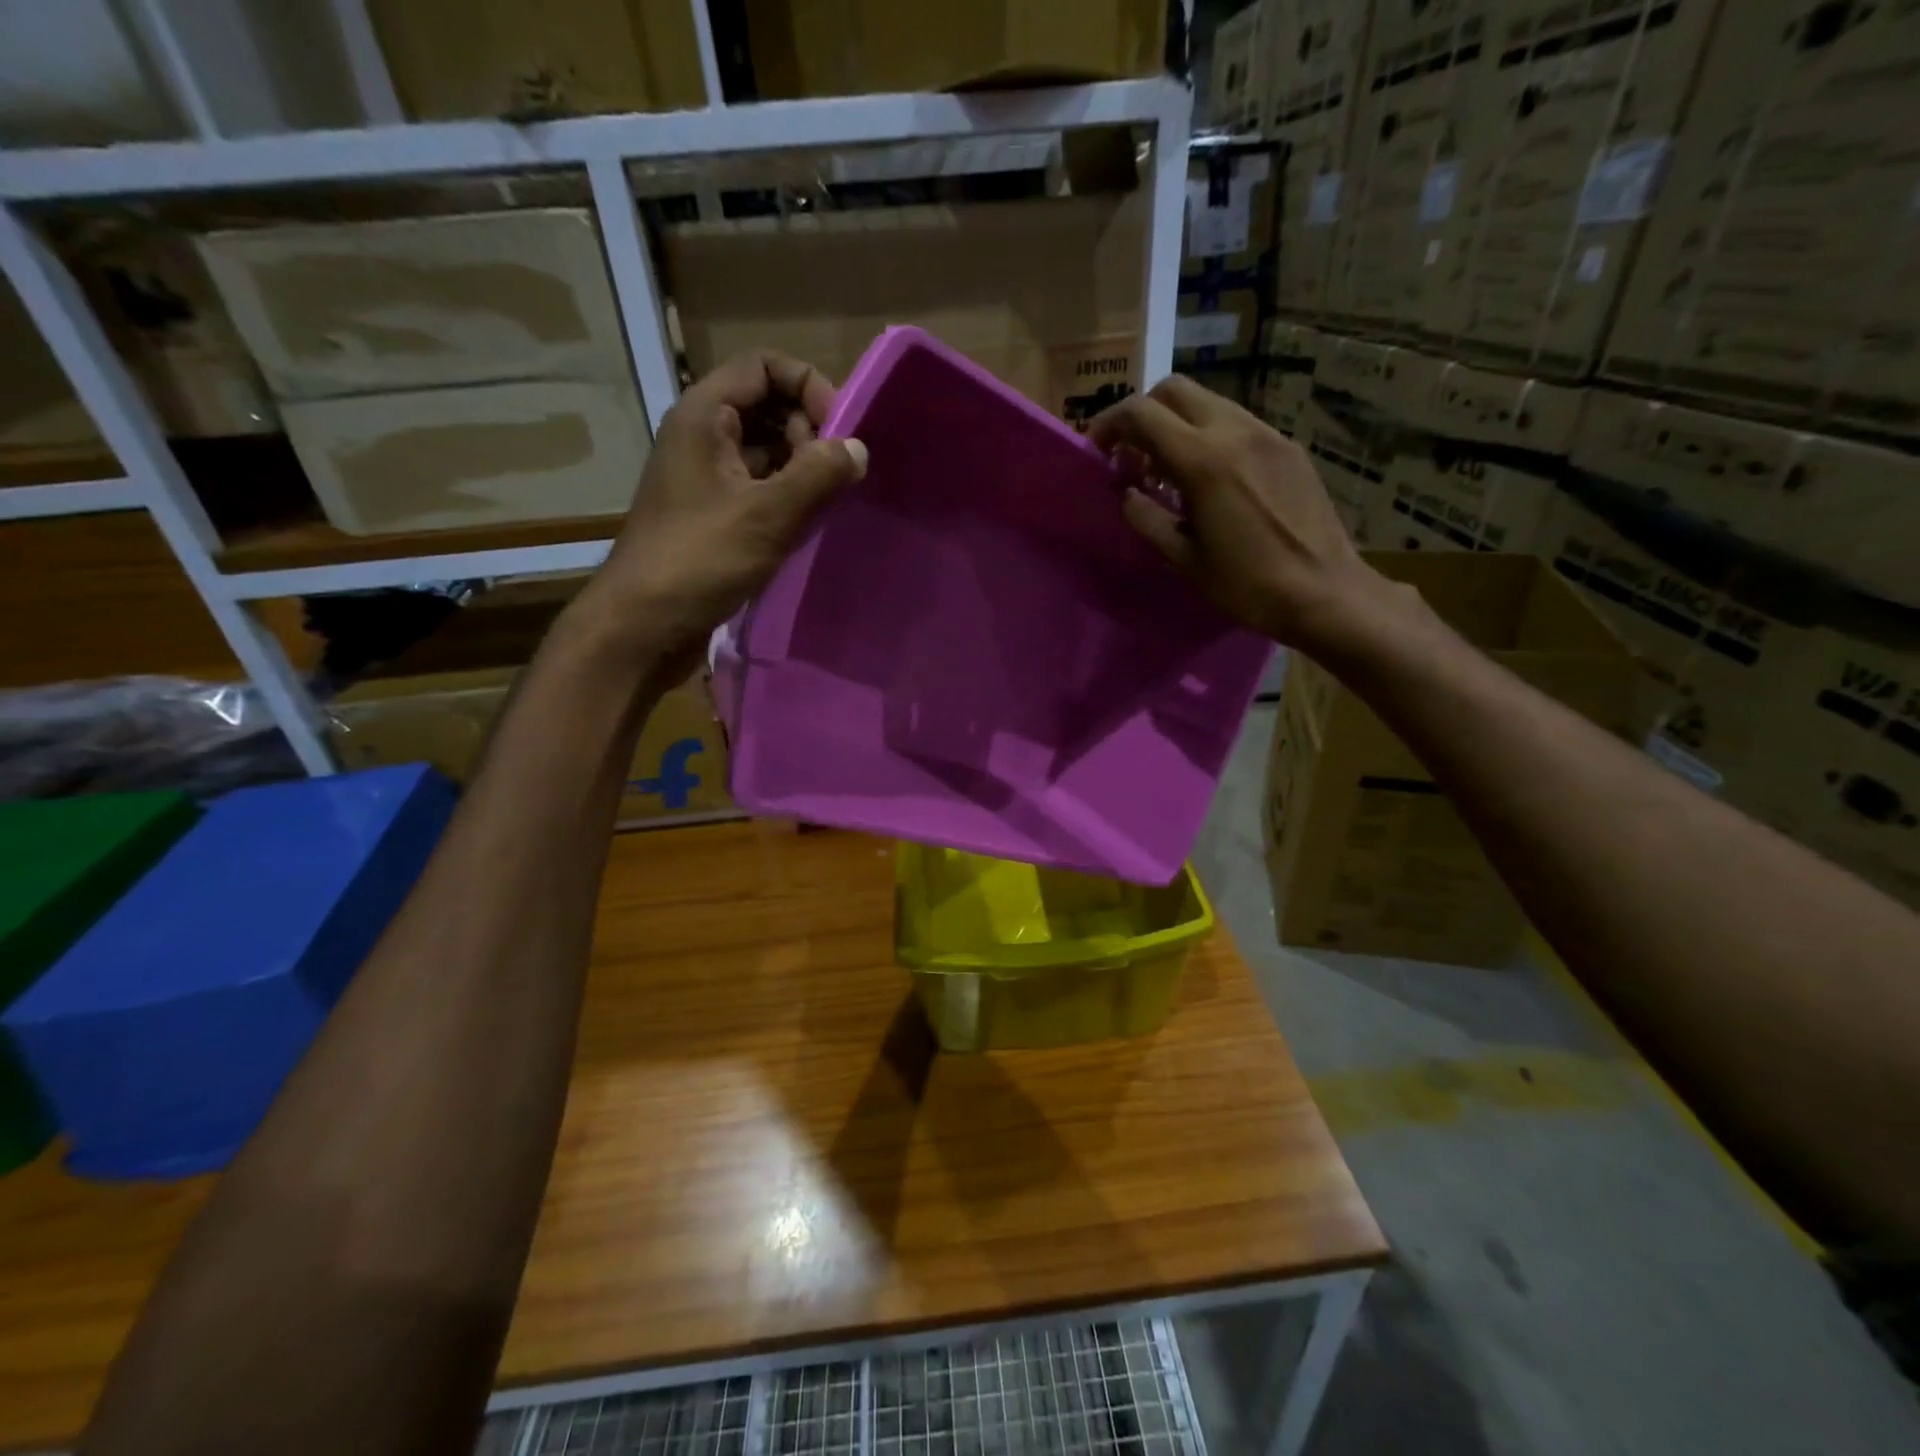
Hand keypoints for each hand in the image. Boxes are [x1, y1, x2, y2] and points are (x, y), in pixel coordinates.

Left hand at [572, 351, 867, 667]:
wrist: (644, 624)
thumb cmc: (699, 560)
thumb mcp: (766, 514)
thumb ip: (817, 475)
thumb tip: (858, 449)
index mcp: (704, 416)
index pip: (763, 366)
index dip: (807, 386)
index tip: (839, 431)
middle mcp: (703, 436)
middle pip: (767, 405)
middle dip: (808, 430)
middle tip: (832, 474)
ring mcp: (706, 477)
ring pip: (766, 450)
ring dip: (802, 467)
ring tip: (827, 502)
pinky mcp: (713, 515)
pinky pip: (759, 487)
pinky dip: (788, 496)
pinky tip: (808, 524)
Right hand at [1089, 376, 1399, 655]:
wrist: (1324, 591)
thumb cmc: (1247, 584)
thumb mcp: (1184, 558)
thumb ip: (1146, 518)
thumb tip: (1126, 494)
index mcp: (1203, 459)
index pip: (1142, 413)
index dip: (1109, 425)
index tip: (1097, 452)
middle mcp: (1235, 431)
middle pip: (1174, 390)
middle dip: (1143, 415)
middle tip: (1132, 458)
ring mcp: (1266, 434)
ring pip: (1208, 403)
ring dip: (1176, 425)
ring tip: (1167, 473)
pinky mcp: (1287, 447)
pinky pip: (1236, 423)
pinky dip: (1208, 437)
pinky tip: (1208, 481)